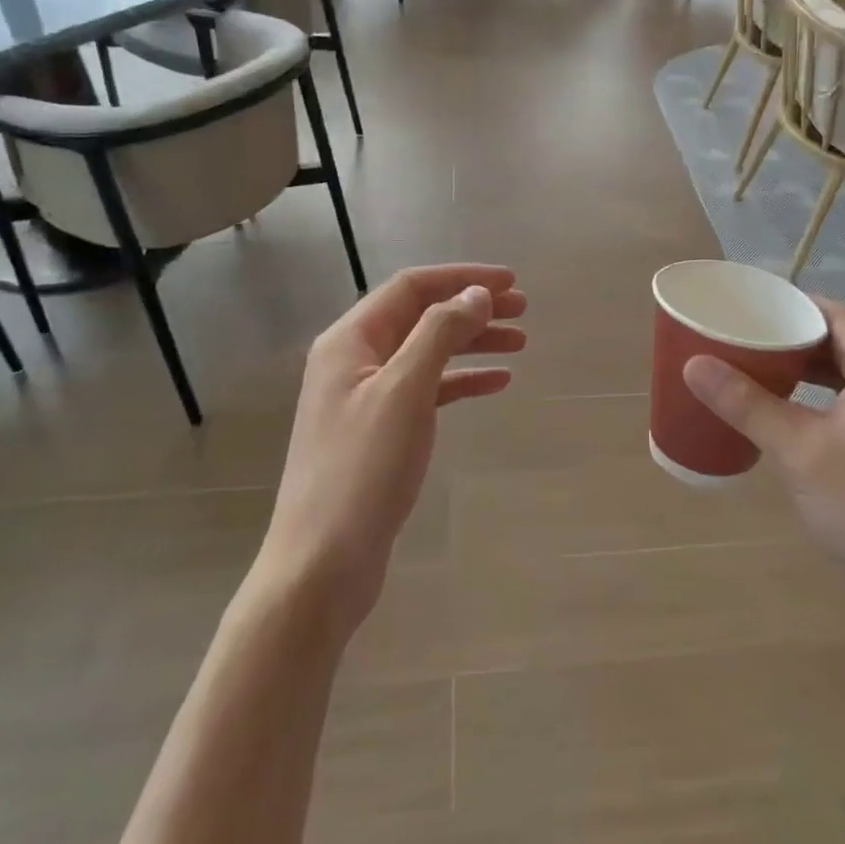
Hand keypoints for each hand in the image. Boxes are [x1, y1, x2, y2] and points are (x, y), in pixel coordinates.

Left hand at [258, 264, 526, 629]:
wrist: (321, 565)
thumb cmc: (362, 470)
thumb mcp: (404, 392)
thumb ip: (439, 334)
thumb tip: (476, 293)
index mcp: (350, 340)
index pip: (412, 287)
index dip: (462, 278)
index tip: (511, 281)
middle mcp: (354, 360)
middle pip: (421, 317)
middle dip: (472, 308)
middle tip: (523, 310)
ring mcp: (365, 397)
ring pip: (427, 353)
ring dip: (472, 343)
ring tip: (520, 343)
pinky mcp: (379, 431)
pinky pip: (427, 390)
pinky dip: (461, 382)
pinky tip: (496, 383)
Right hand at [682, 299, 844, 641]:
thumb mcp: (797, 448)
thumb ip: (746, 403)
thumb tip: (695, 363)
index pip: (838, 318)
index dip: (798, 304)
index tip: (755, 303)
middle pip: (838, 347)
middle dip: (793, 338)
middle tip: (744, 336)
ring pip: (840, 382)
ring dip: (801, 373)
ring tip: (753, 369)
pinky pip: (842, 411)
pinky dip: (811, 404)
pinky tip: (779, 420)